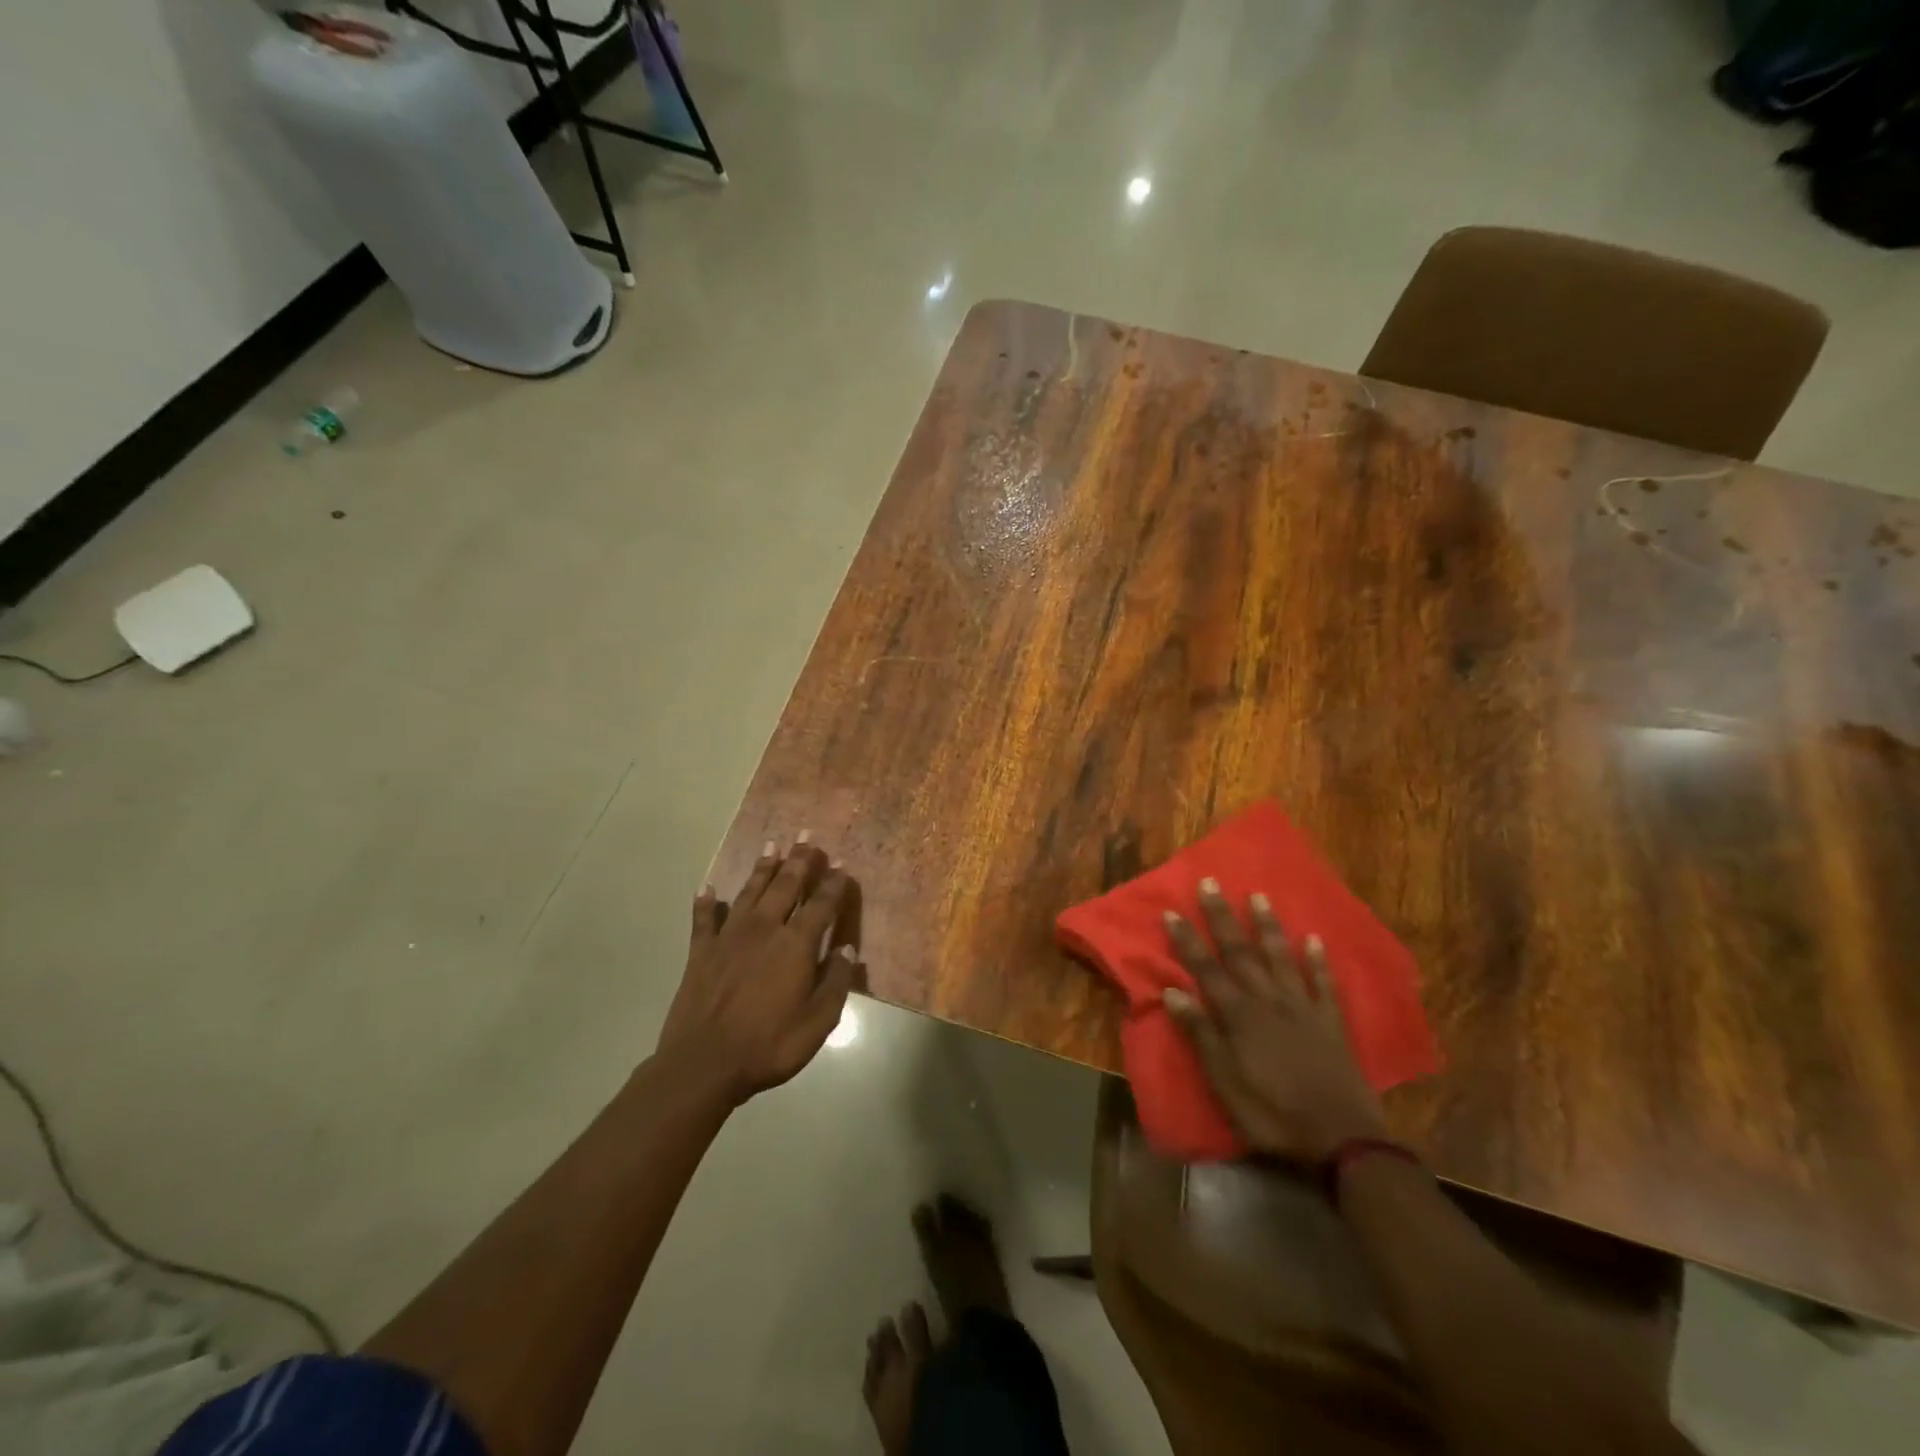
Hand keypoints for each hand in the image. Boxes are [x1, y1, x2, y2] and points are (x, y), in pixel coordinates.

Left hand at [657, 837, 860, 1105]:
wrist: (703, 1064)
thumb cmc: (769, 1045)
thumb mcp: (818, 1022)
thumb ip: (836, 982)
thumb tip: (848, 949)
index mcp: (796, 945)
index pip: (821, 904)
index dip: (833, 883)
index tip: (841, 863)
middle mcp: (764, 929)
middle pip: (785, 886)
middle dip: (799, 860)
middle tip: (806, 835)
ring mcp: (729, 937)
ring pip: (750, 892)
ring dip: (763, 868)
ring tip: (772, 846)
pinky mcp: (700, 951)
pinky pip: (703, 919)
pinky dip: (706, 902)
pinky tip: (707, 888)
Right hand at [1162, 879, 1387, 1162]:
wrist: (1341, 1139)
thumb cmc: (1272, 1113)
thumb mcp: (1224, 1081)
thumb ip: (1201, 1034)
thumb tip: (1173, 991)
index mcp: (1239, 1015)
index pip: (1205, 969)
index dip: (1187, 941)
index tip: (1171, 911)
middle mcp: (1269, 1000)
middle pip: (1241, 952)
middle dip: (1222, 917)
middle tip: (1210, 883)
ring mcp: (1303, 1008)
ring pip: (1281, 958)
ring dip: (1268, 926)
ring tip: (1258, 896)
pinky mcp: (1331, 1023)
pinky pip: (1324, 984)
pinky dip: (1318, 961)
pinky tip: (1314, 940)